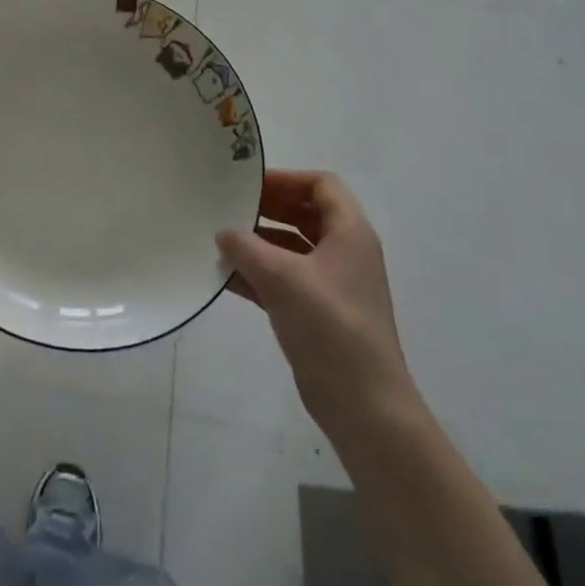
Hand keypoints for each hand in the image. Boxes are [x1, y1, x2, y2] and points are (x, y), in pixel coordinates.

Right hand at [216, 169, 410, 430]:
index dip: (286, 178)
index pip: (322, 184)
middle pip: (305, 212)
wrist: (364, 407)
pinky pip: (285, 279)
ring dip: (258, 242)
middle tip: (228, 206)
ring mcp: (333, 285)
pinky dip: (259, 272)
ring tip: (219, 240)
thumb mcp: (282, 277)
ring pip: (292, 247)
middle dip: (267, 208)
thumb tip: (223, 232)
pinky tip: (225, 276)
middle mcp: (345, 253)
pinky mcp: (319, 313)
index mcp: (350, 233)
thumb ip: (246, 247)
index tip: (248, 184)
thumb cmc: (330, 327)